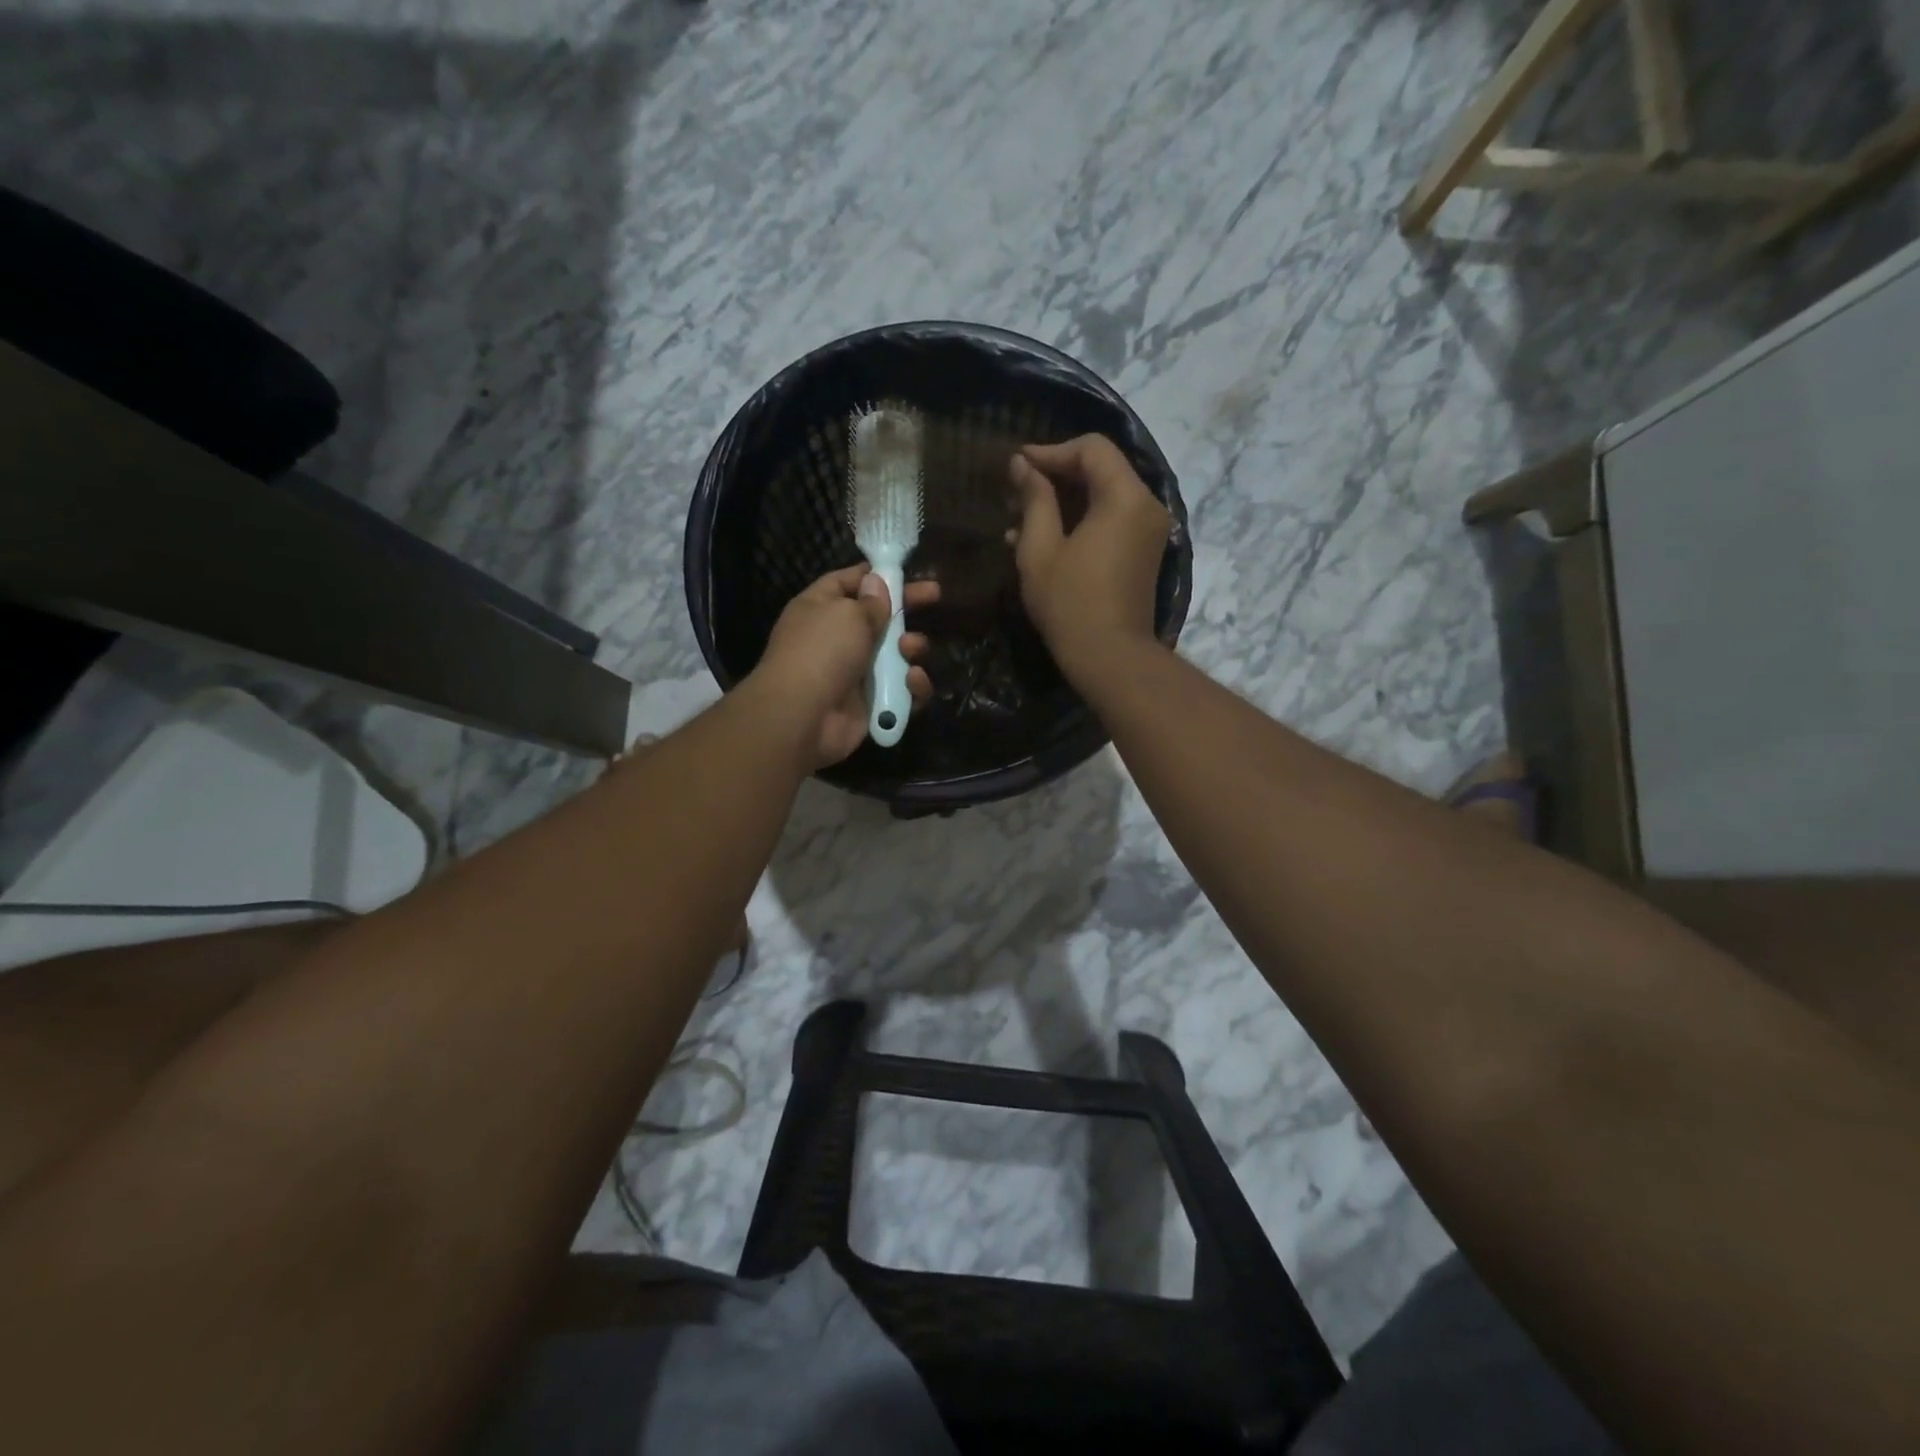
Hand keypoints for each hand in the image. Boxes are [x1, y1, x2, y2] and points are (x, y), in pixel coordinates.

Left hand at [750, 564, 937, 768]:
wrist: (802, 717)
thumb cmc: (821, 652)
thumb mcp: (847, 614)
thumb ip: (871, 601)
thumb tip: (877, 584)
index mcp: (821, 608)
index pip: (849, 581)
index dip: (876, 575)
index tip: (905, 571)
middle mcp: (838, 639)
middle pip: (880, 618)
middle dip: (907, 608)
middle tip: (936, 596)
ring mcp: (856, 673)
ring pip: (897, 655)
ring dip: (912, 648)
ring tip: (910, 649)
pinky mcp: (873, 704)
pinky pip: (903, 691)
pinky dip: (912, 687)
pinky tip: (912, 681)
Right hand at [1009, 435, 1170, 681]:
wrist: (1110, 657)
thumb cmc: (1070, 603)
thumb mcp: (1040, 549)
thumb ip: (1034, 499)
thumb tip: (1022, 464)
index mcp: (1125, 497)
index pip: (1091, 449)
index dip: (1051, 451)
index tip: (1016, 466)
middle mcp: (1145, 505)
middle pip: (1101, 469)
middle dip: (1056, 476)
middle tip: (1015, 493)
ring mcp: (1148, 530)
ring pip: (1104, 495)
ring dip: (1064, 501)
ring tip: (1020, 518)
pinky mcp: (1142, 552)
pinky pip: (1111, 519)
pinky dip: (1080, 520)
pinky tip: (1043, 538)